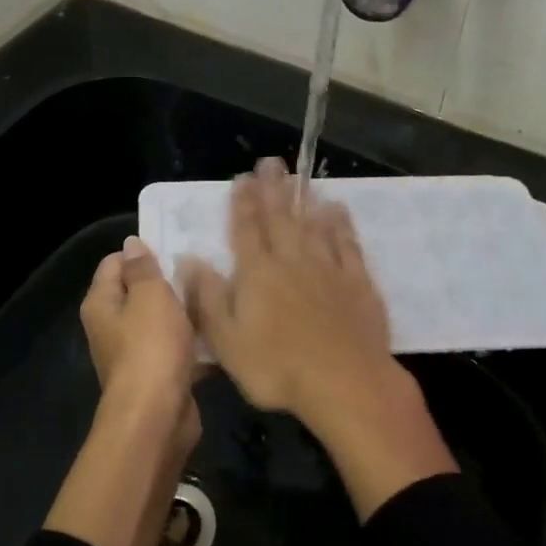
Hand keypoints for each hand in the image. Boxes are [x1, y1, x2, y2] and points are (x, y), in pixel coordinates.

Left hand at [80, 235, 200, 448]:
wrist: (157, 418)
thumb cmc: (150, 348)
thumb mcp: (150, 297)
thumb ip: (142, 268)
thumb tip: (131, 243)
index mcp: (101, 304)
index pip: (114, 263)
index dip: (143, 253)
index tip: (176, 247)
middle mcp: (111, 327)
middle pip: (138, 292)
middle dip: (168, 281)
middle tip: (201, 269)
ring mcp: (133, 353)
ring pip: (160, 321)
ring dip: (184, 312)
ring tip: (214, 296)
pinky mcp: (157, 375)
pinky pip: (175, 348)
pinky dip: (192, 342)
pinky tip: (217, 331)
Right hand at [179, 158, 391, 423]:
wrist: (344, 383)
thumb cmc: (277, 367)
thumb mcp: (226, 340)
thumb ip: (207, 297)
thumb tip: (188, 258)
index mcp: (257, 273)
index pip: (246, 229)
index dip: (242, 203)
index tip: (241, 178)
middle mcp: (291, 260)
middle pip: (280, 218)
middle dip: (272, 189)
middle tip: (270, 162)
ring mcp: (328, 268)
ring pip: (313, 224)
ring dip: (304, 199)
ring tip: (299, 178)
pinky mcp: (357, 281)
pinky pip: (347, 243)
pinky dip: (340, 224)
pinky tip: (337, 210)